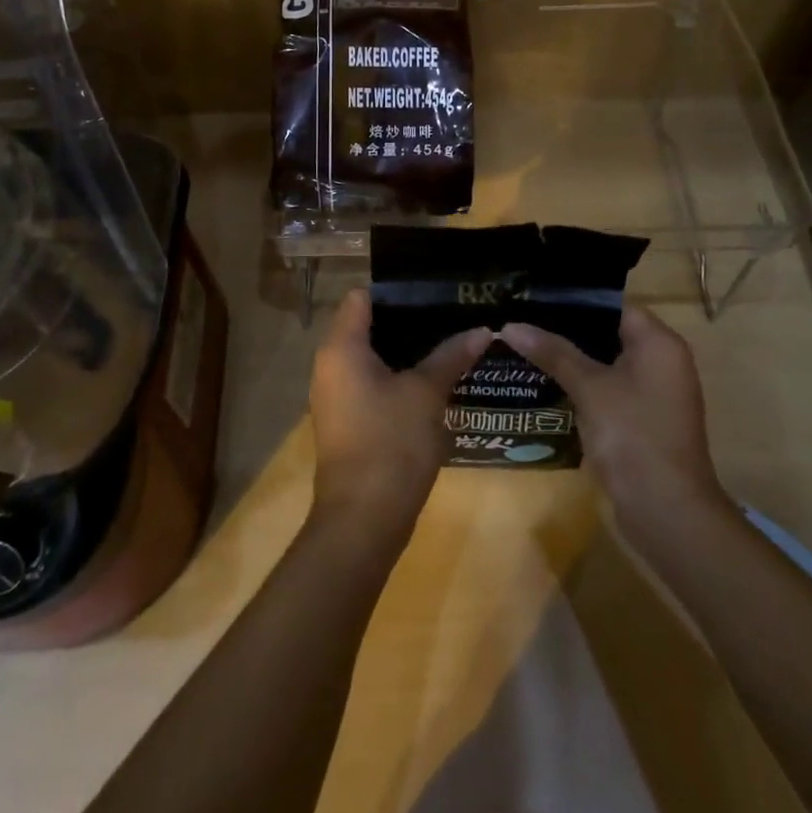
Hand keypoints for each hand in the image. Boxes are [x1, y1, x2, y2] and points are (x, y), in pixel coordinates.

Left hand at [308, 290, 490, 543]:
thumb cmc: (391, 443)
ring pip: (370, 358)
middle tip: (449, 316)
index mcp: (342, 347)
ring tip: (447, 344)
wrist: (363, 521)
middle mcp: (330, 365)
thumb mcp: (427, 394)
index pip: (362, 297)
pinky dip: (396, 378)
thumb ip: (451, 356)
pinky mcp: (345, 422)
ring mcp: (335, 396)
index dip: (396, 291)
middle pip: (366, 326)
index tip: (432, 292)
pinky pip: (370, 384)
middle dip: (408, 322)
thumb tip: (481, 330)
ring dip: (405, 352)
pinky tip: (431, 383)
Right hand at [501, 307, 727, 536]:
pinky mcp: (642, 419)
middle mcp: (661, 361)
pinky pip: (608, 389)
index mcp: (658, 343)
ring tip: (524, 345)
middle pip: (608, 332)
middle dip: (565, 329)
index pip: (613, 305)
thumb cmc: (632, 435)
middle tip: (522, 319)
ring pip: (605, 362)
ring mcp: (653, 393)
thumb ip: (552, 352)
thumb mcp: (589, 387)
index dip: (573, 300)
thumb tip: (510, 325)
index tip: (534, 297)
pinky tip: (545, 382)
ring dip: (570, 358)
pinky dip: (581, 384)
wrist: (666, 512)